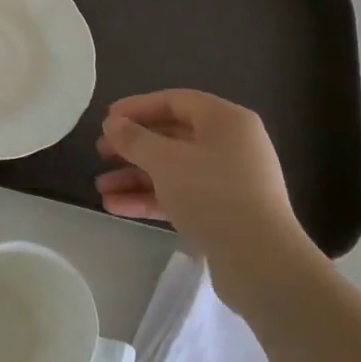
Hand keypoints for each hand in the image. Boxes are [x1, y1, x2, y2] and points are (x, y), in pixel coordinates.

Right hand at [95, 89, 316, 304]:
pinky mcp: (223, 211)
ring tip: (101, 187)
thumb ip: (134, 139)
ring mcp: (228, 180)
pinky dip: (150, 198)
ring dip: (135, 176)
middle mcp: (230, 145)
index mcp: (225, 121)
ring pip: (172, 169)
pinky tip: (116, 207)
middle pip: (172, 136)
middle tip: (101, 152)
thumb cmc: (212, 194)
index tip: (107, 119)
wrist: (259, 260)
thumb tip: (113, 123)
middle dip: (132, 146)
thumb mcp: (165, 161)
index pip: (175, 101)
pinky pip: (180, 195)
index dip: (137, 107)